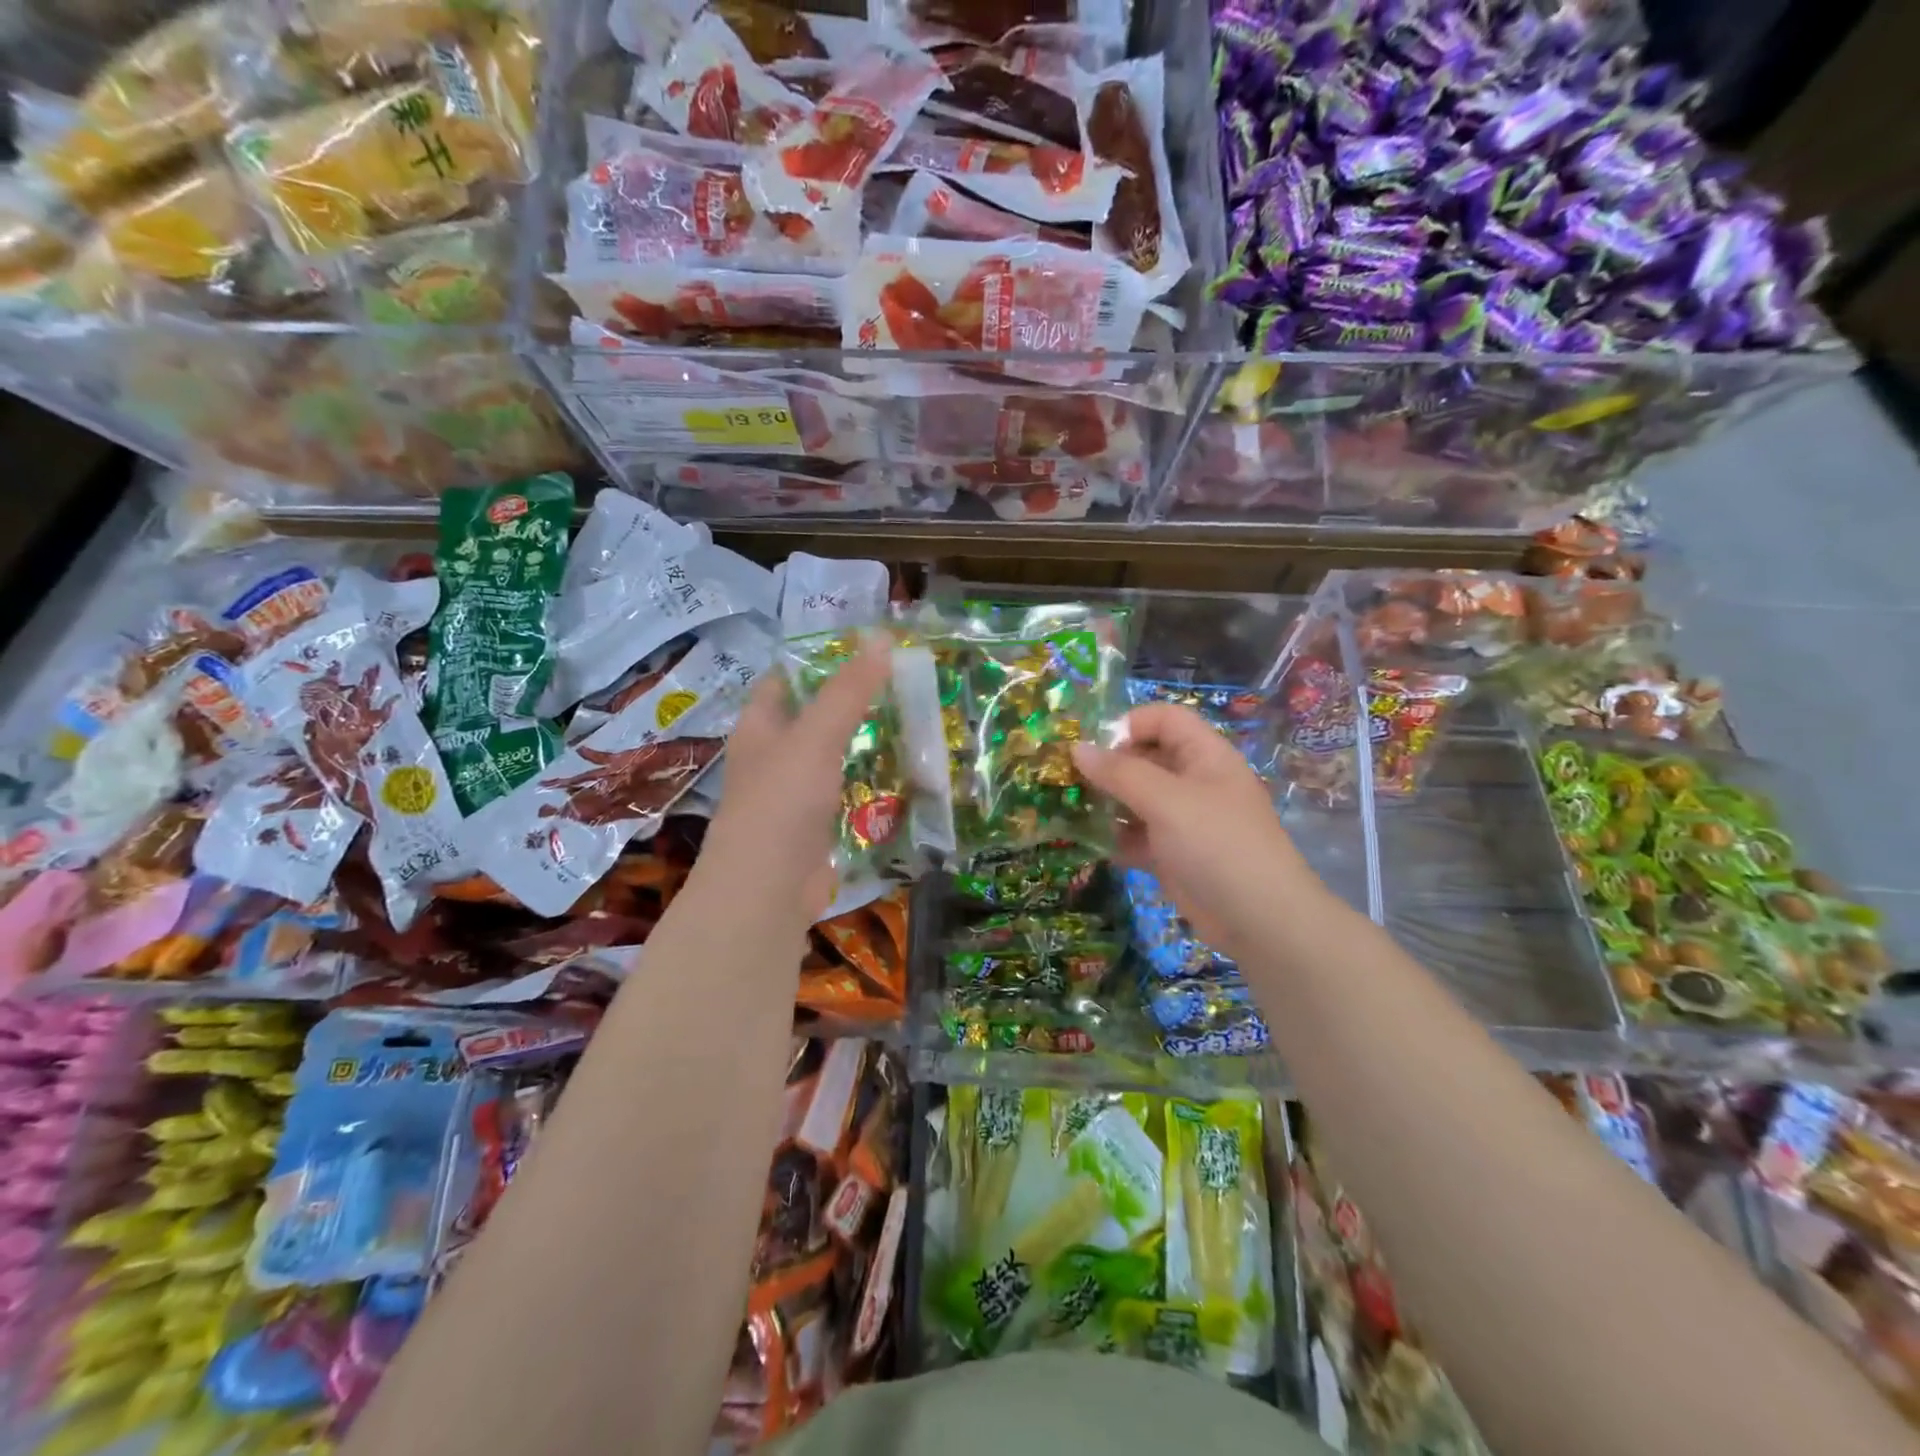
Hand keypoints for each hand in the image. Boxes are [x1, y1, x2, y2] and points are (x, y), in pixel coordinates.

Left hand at [700, 639, 892, 922]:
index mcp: (759, 728)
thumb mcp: (816, 736)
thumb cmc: (781, 802)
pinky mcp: (814, 830)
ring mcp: (792, 797)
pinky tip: (903, 777)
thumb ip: (848, 690)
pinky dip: (869, 786)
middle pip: (813, 719)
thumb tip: (881, 637)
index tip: (864, 648)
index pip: (784, 681)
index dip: (818, 661)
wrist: (766, 891)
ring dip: (864, 745)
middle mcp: (772, 758)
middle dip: (852, 703)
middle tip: (902, 684)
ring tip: (912, 722)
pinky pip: (846, 796)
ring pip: (833, 759)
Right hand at [1071, 702, 1321, 954]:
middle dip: (1109, 765)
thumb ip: (1120, 773)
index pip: (1164, 719)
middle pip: (1146, 757)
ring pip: (1137, 799)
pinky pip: (1136, 836)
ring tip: (1070, 809)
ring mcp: (1183, 820)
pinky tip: (1087, 843)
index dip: (1130, 724)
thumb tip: (1077, 748)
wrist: (1259, 921)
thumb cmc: (1217, 845)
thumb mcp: (1167, 801)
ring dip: (1106, 802)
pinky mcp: (1172, 855)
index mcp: (1204, 756)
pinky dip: (1114, 837)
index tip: (1093, 747)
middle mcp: (1194, 782)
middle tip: (1069, 779)